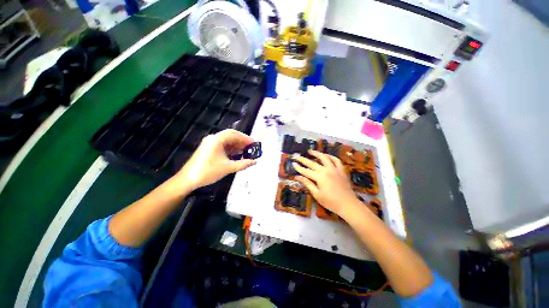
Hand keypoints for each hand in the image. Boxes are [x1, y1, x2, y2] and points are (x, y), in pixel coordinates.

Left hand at [173, 129, 256, 190]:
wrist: (188, 179)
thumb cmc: (208, 171)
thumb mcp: (228, 168)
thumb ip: (243, 164)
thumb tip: (255, 162)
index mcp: (217, 140)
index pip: (235, 134)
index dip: (246, 138)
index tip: (254, 144)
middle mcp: (214, 138)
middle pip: (231, 135)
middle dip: (242, 141)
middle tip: (251, 147)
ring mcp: (211, 143)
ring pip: (227, 141)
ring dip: (237, 145)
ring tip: (247, 151)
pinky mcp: (209, 149)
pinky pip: (223, 146)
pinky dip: (231, 149)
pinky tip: (238, 154)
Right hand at [292, 150, 357, 215]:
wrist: (348, 204)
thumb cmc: (331, 202)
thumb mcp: (316, 194)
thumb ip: (307, 183)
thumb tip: (297, 177)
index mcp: (319, 177)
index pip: (306, 171)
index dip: (298, 167)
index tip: (293, 163)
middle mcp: (326, 170)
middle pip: (312, 163)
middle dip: (303, 159)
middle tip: (297, 156)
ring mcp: (335, 169)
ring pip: (324, 158)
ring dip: (316, 153)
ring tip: (310, 151)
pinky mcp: (341, 170)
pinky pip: (336, 160)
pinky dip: (330, 156)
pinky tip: (326, 156)